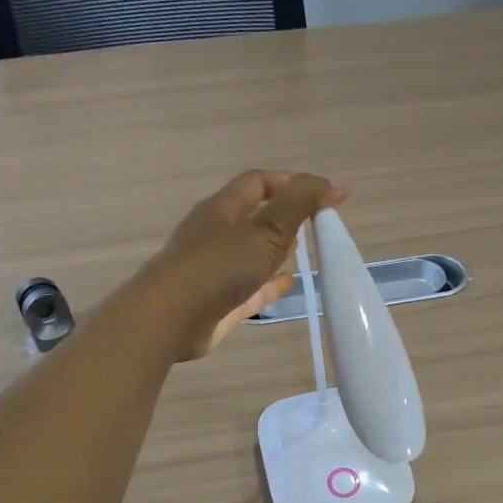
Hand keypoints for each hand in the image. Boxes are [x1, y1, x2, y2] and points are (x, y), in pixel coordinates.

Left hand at [148, 169, 345, 359]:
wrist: (169, 320)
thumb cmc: (218, 267)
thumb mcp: (265, 231)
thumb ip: (298, 205)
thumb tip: (333, 183)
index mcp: (223, 208)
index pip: (260, 182)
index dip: (294, 183)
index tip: (328, 195)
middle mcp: (215, 233)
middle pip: (254, 215)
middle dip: (285, 215)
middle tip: (318, 223)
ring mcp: (214, 268)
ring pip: (251, 251)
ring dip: (277, 248)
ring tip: (306, 250)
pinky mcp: (217, 300)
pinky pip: (249, 285)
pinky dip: (269, 282)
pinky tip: (287, 285)